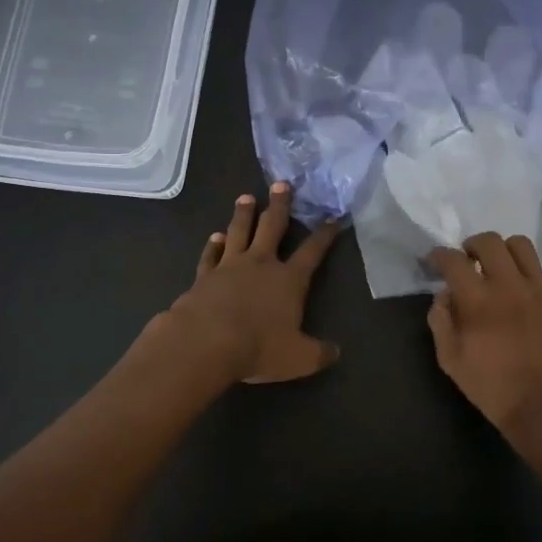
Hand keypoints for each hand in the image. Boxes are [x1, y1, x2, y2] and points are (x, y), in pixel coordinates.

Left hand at [164, 184, 341, 383]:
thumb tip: (336, 352)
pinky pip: (210, 255)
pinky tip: (215, 236)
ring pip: (239, 232)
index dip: (324, 235)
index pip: (312, 252)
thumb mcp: (299, 358)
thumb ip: (319, 353)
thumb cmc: (259, 347)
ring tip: (246, 197)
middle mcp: (261, 264)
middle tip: (281, 184)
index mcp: (289, 279)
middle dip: (279, 205)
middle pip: (272, 227)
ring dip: (243, 214)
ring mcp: (230, 266)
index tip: (332, 218)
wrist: (206, 342)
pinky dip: (213, 245)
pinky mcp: (204, 276)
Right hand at [426, 233, 541, 473]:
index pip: (454, 260)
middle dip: (472, 246)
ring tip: (500, 269)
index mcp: (479, 300)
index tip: (436, 260)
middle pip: (489, 241)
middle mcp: (511, 285)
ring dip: (504, 252)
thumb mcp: (451, 361)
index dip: (440, 255)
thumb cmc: (494, 389)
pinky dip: (530, 278)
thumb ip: (441, 321)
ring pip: (521, 246)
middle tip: (469, 261)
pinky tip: (527, 298)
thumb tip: (444, 294)